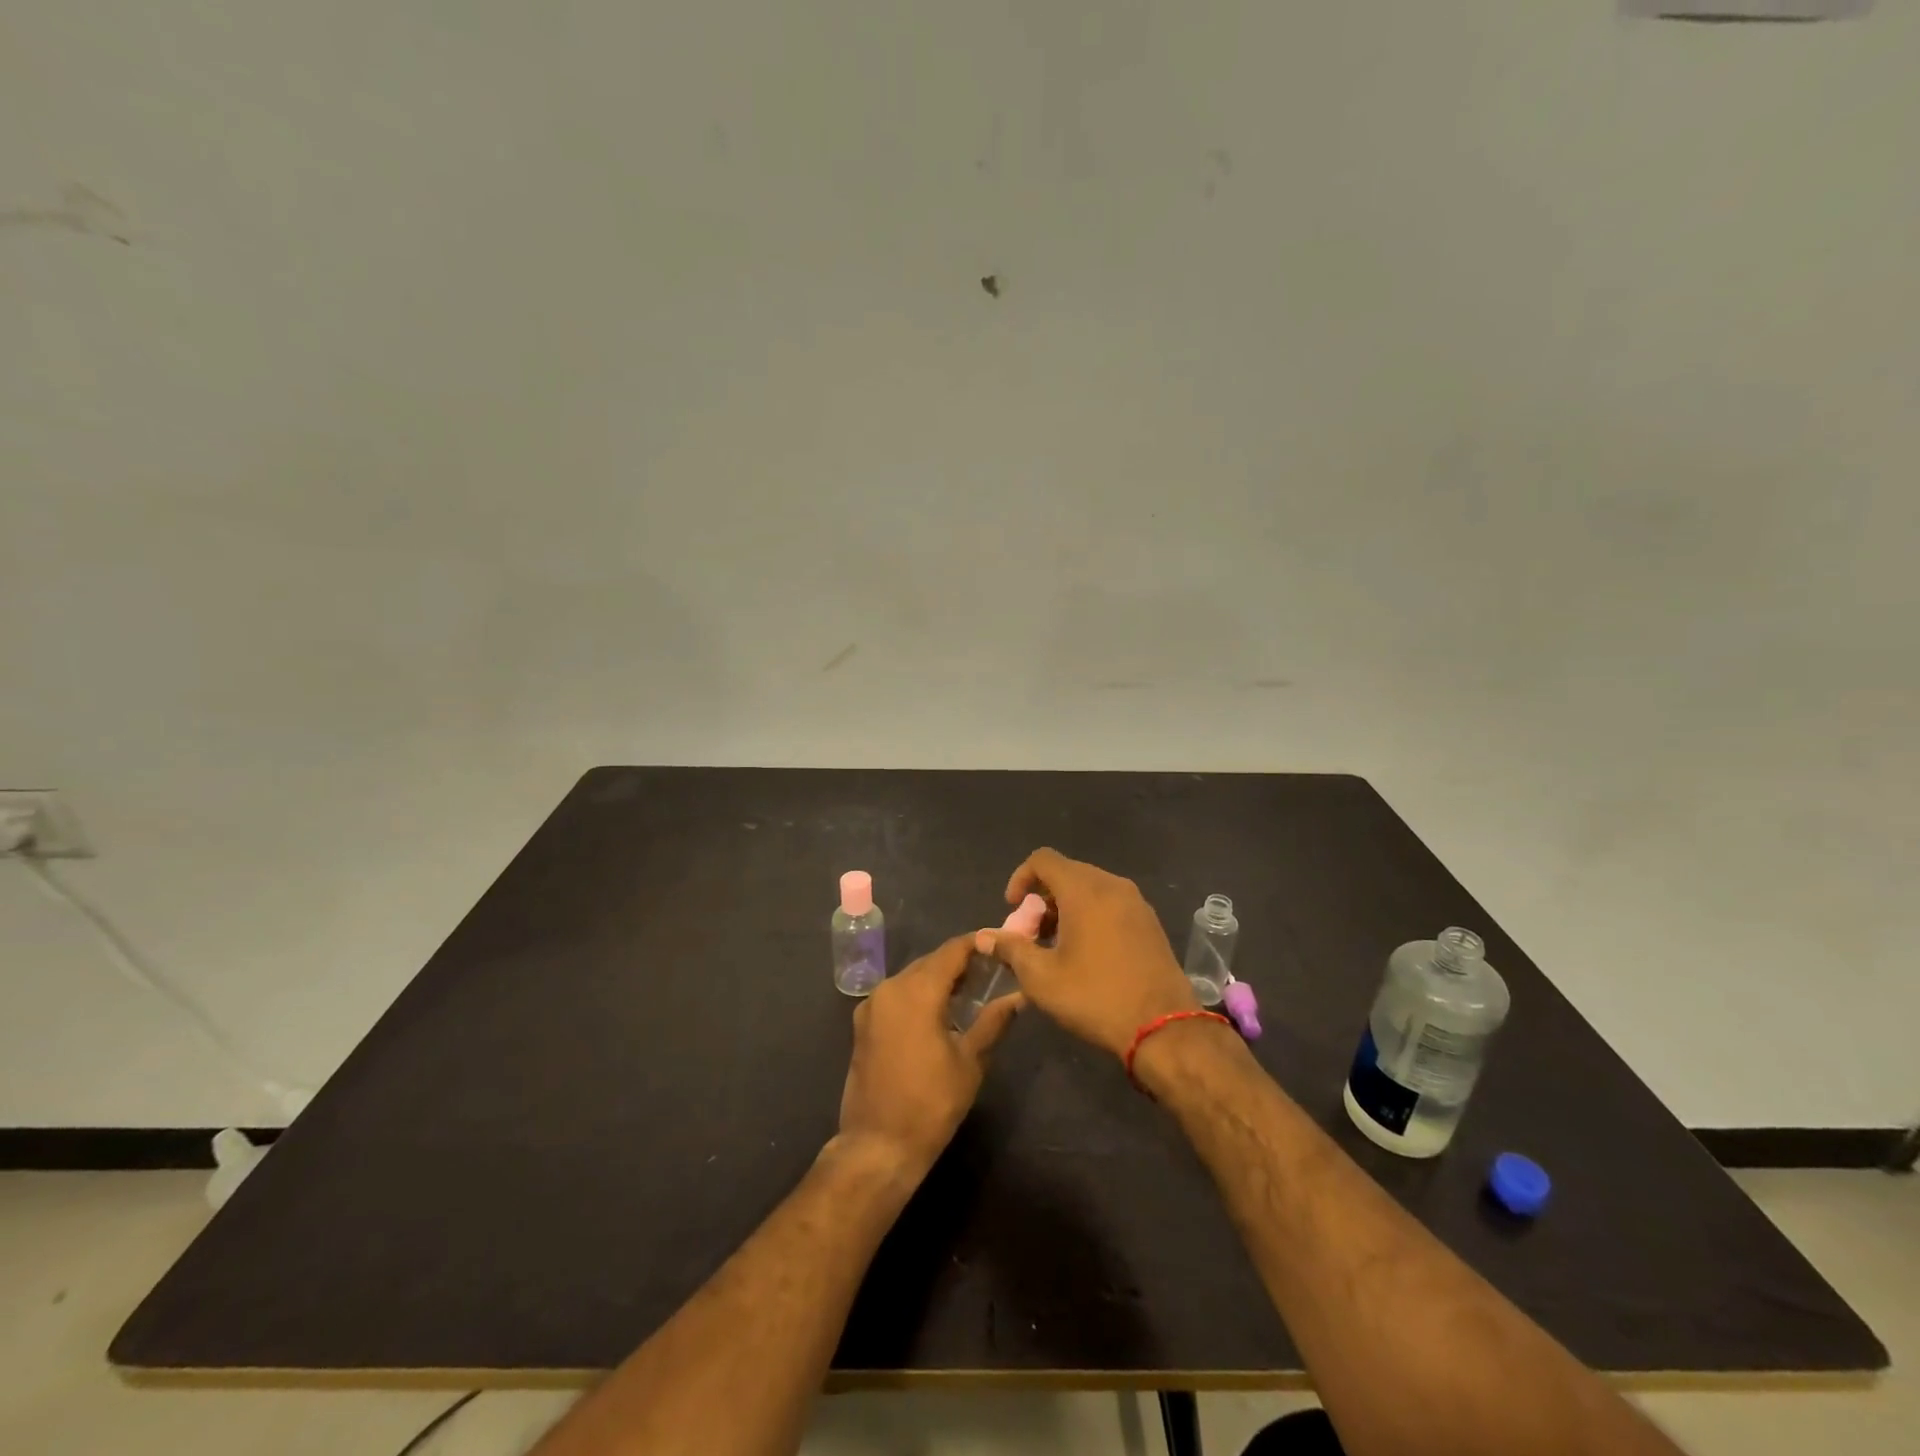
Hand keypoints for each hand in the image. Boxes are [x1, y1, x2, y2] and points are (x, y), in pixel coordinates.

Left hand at [836, 933, 1023, 1177]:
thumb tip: (1019, 996)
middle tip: (992, 970)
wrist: (878, 1146)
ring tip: (971, 990)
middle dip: (960, 962)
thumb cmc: (930, 1103)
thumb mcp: (970, 1061)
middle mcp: (890, 987)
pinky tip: (940, 1011)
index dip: (977, 943)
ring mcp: (872, 1005)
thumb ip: (994, 1021)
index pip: (952, 951)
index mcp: (916, 991)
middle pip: (931, 961)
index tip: (1001, 944)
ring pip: (912, 977)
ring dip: (939, 979)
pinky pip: (897, 995)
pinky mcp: (863, 1023)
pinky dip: (919, 994)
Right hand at [982, 848, 1196, 1060]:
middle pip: (1067, 872)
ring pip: (1090, 888)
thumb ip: (1010, 949)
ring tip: (1056, 945)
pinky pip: (1111, 903)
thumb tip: (985, 937)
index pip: (1043, 859)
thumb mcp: (1041, 978)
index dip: (1021, 877)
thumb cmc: (1096, 997)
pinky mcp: (1149, 922)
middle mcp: (1112, 885)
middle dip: (1042, 897)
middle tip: (1031, 932)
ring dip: (1066, 907)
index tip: (1012, 909)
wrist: (1164, 1028)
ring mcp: (1136, 902)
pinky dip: (1090, 914)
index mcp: (1084, 890)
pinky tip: (1086, 951)